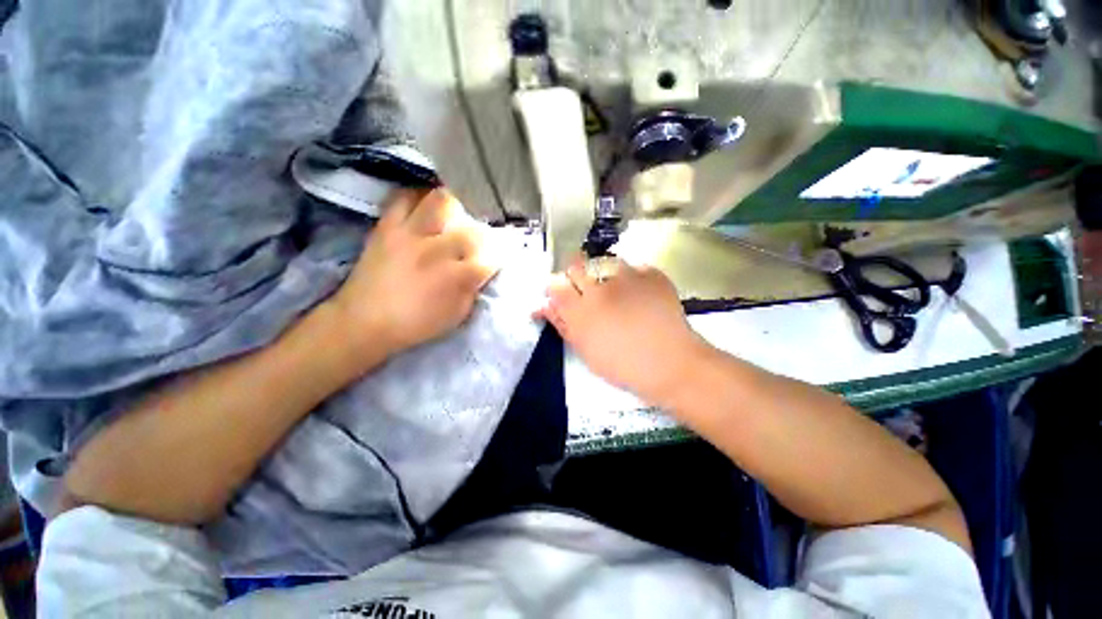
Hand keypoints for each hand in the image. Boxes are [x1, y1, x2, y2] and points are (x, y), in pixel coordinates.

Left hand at [327, 189, 497, 367]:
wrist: (364, 321)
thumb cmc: (416, 323)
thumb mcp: (456, 315)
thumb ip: (473, 289)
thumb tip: (482, 271)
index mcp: (456, 277)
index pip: (491, 259)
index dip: (500, 256)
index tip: (500, 256)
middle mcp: (437, 250)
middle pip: (472, 230)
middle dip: (483, 235)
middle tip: (480, 237)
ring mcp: (410, 234)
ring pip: (440, 201)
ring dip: (453, 206)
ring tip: (455, 213)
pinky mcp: (387, 226)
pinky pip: (403, 198)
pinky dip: (417, 197)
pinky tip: (424, 207)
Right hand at [537, 257, 706, 404]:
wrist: (671, 363)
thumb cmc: (623, 365)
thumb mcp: (585, 350)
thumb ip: (562, 324)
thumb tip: (543, 306)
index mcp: (580, 311)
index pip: (554, 284)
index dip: (555, 287)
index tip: (562, 295)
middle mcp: (599, 288)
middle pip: (576, 265)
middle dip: (576, 275)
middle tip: (587, 292)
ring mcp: (627, 277)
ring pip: (604, 264)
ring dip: (605, 276)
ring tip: (619, 294)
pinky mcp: (651, 274)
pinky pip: (633, 268)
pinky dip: (632, 279)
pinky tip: (640, 295)